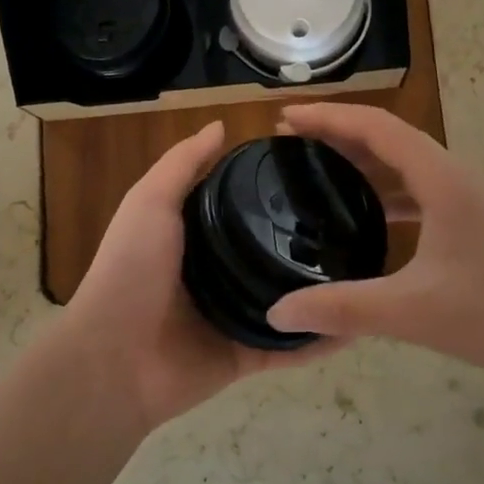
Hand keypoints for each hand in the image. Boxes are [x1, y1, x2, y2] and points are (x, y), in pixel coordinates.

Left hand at [57, 120, 344, 432]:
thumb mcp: (150, 202)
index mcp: (196, 238)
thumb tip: (222, 125)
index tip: (320, 169)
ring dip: (324, 290)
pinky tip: (359, 325)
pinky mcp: (247, 355)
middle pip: (272, 252)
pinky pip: (291, 347)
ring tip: (370, 268)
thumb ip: (183, 164)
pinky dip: (321, 341)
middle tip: (359, 218)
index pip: (245, 207)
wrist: (113, 358)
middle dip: (309, 240)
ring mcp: (234, 316)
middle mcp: (219, 274)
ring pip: (291, 300)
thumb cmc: (130, 269)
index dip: (276, 189)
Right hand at [265, 104, 483, 386]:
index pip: (376, 127)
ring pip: (407, 166)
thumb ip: (343, 310)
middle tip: (290, 143)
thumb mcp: (414, 312)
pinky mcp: (479, 226)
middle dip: (338, 134)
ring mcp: (471, 202)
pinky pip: (421, 193)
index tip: (285, 119)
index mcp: (441, 179)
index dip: (328, 117)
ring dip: (364, 161)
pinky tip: (370, 220)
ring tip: (320, 172)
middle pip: (389, 138)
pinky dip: (387, 193)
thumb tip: (277, 314)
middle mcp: (456, 178)